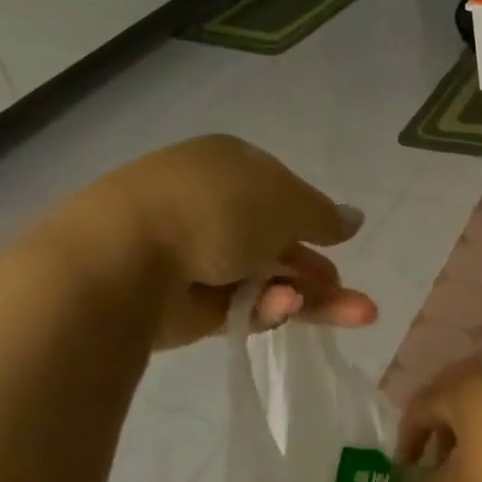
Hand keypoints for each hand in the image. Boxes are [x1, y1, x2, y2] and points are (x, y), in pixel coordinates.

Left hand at [40, 135, 376, 347]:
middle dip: (318, 269)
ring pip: (266, 280)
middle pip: (277, 241)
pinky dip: (267, 309)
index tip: (338, 240)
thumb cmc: (214, 209)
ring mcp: (197, 256)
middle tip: (354, 298)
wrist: (125, 259)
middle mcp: (212, 207)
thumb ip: (323, 214)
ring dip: (309, 297)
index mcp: (229, 165)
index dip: (313, 217)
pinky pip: (240, 306)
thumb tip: (354, 219)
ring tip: (356, 316)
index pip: (280, 190)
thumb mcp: (285, 201)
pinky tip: (284, 310)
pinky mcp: (187, 305)